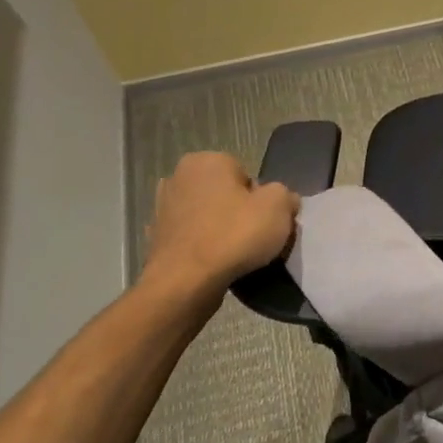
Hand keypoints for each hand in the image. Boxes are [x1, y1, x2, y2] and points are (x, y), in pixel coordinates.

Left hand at [140, 151, 298, 307]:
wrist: (186, 281)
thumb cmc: (235, 235)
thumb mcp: (279, 206)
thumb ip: (285, 195)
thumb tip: (284, 200)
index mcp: (207, 160)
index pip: (248, 176)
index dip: (262, 200)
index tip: (266, 222)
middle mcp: (179, 176)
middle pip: (226, 194)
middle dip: (240, 212)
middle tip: (254, 238)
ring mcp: (163, 206)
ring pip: (208, 215)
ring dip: (220, 229)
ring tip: (235, 254)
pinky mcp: (156, 236)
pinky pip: (193, 236)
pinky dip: (203, 245)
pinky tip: (214, 262)